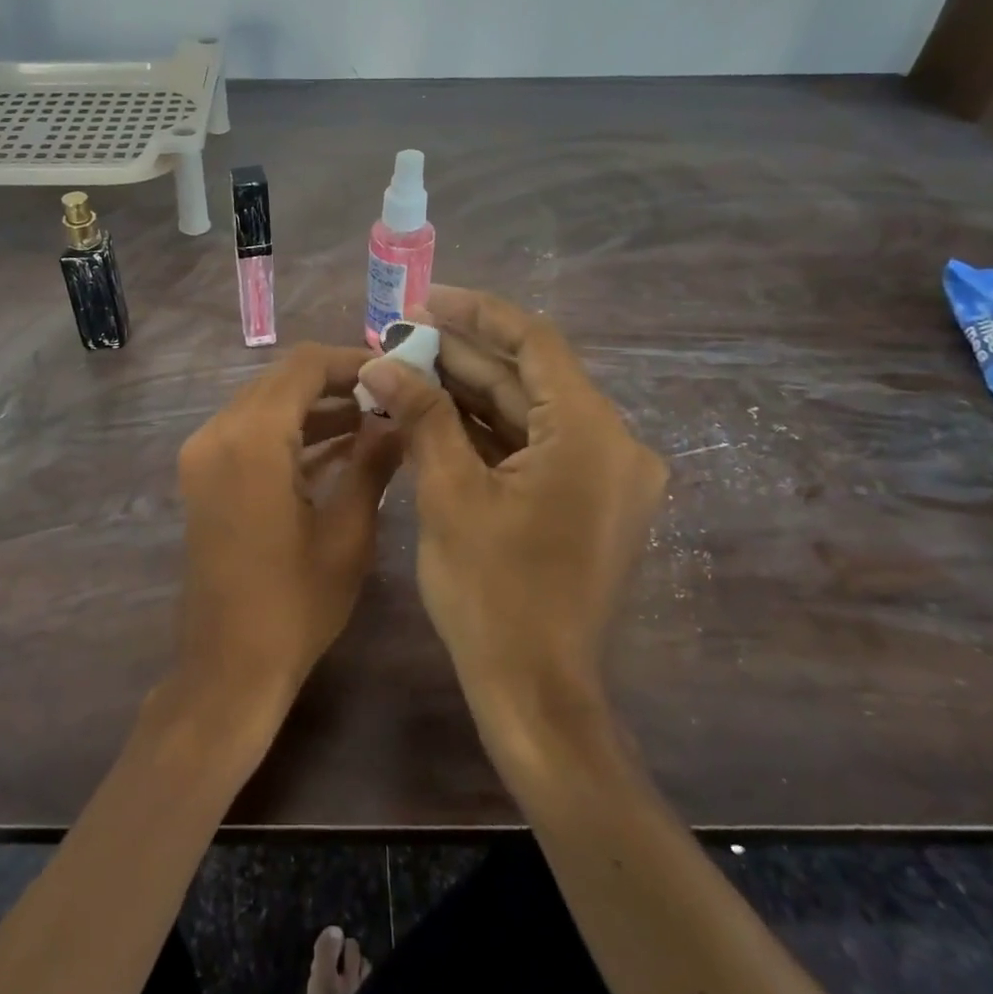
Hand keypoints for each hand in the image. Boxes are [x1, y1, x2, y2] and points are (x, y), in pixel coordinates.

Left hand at [173, 344, 403, 719]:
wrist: (228, 666)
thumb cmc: (295, 604)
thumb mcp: (348, 532)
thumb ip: (372, 462)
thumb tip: (397, 418)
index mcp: (253, 438)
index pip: (304, 366)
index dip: (352, 361)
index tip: (395, 372)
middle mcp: (218, 432)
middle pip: (281, 379)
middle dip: (336, 382)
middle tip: (388, 396)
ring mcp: (204, 454)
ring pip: (265, 403)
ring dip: (313, 406)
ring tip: (372, 420)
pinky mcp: (202, 475)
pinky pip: (249, 432)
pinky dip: (289, 431)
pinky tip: (336, 446)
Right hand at [356, 287, 665, 743]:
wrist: (535, 694)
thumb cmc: (492, 594)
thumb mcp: (449, 494)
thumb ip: (421, 415)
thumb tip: (380, 362)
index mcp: (591, 434)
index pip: (535, 343)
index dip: (477, 314)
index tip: (425, 299)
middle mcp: (612, 445)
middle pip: (529, 378)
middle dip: (462, 355)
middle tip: (400, 336)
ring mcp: (601, 477)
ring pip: (527, 414)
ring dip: (469, 392)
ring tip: (406, 367)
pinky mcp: (583, 502)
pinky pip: (531, 448)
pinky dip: (484, 431)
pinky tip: (433, 413)